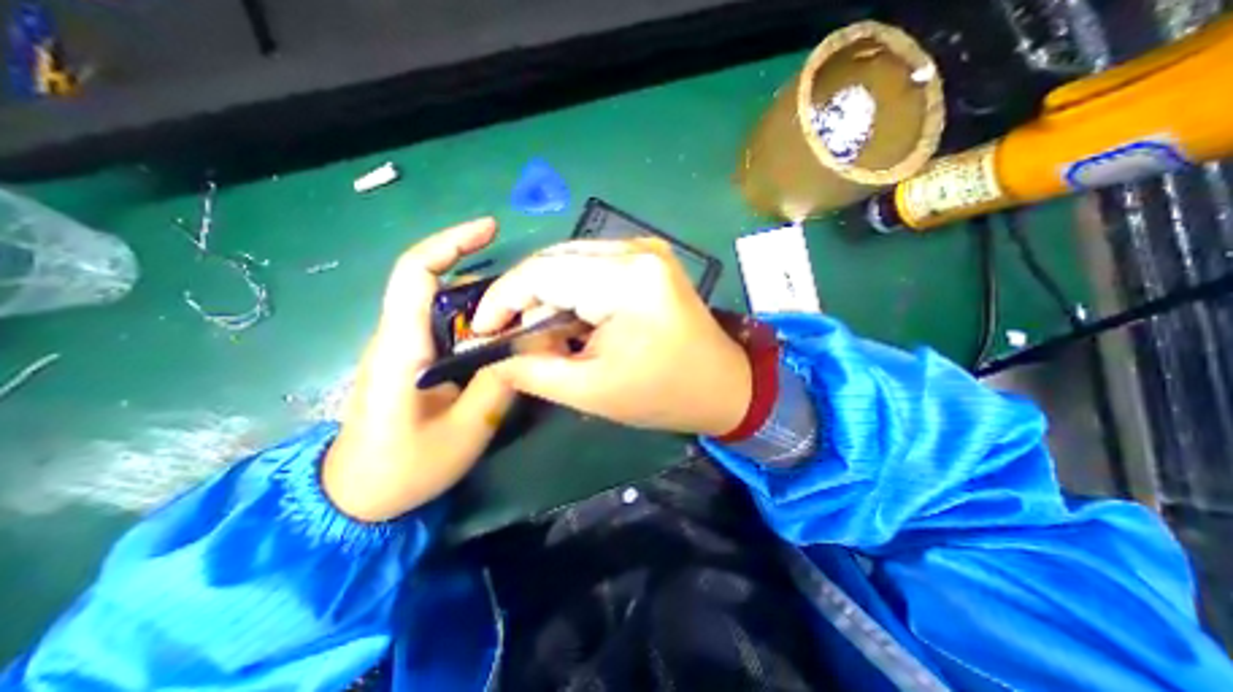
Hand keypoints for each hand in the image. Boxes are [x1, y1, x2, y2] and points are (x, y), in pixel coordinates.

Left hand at [323, 220, 514, 520]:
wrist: (355, 499)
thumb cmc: (404, 469)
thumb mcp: (465, 431)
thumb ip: (498, 384)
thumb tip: (526, 344)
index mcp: (401, 347)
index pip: (416, 273)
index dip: (451, 242)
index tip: (490, 229)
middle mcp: (397, 337)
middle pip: (437, 284)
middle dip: (484, 275)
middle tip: (529, 291)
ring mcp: (403, 348)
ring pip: (445, 307)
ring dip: (485, 302)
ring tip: (525, 314)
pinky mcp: (412, 361)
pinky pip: (447, 328)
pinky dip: (477, 323)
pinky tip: (503, 338)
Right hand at [471, 235, 751, 431]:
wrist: (724, 386)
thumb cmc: (663, 394)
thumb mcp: (591, 390)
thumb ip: (533, 369)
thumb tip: (494, 352)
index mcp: (626, 279)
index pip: (541, 272)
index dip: (502, 299)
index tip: (481, 329)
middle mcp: (636, 250)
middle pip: (554, 262)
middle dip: (528, 302)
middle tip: (519, 341)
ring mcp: (645, 251)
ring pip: (571, 263)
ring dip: (551, 299)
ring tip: (552, 338)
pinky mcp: (648, 261)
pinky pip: (593, 268)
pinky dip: (574, 294)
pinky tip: (577, 324)